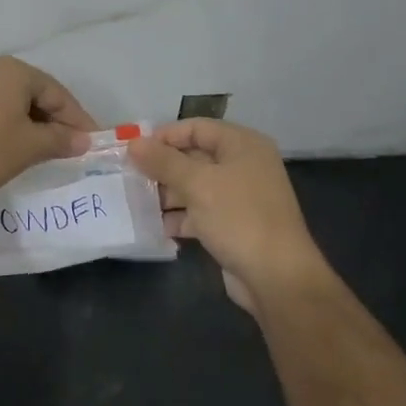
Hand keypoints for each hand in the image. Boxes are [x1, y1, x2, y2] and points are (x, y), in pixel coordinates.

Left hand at [0, 56, 95, 198]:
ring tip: (47, 150)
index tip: (92, 143)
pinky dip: (12, 125)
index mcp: (14, 72)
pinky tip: (17, 146)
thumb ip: (60, 140)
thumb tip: (84, 141)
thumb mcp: (29, 147)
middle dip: (56, 121)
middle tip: (72, 147)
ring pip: (15, 103)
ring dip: (34, 125)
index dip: (78, 120)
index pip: (58, 94)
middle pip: (36, 94)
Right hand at [127, 119, 330, 316]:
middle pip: (193, 157)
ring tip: (134, 203)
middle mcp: (243, 166)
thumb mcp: (197, 184)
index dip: (164, 136)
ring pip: (194, 187)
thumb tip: (133, 143)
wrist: (276, 277)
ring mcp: (239, 197)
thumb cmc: (238, 218)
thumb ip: (163, 161)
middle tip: (129, 178)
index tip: (133, 151)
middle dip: (161, 168)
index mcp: (242, 145)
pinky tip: (154, 226)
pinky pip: (199, 213)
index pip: (196, 128)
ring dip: (166, 194)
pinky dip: (179, 217)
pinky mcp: (232, 225)